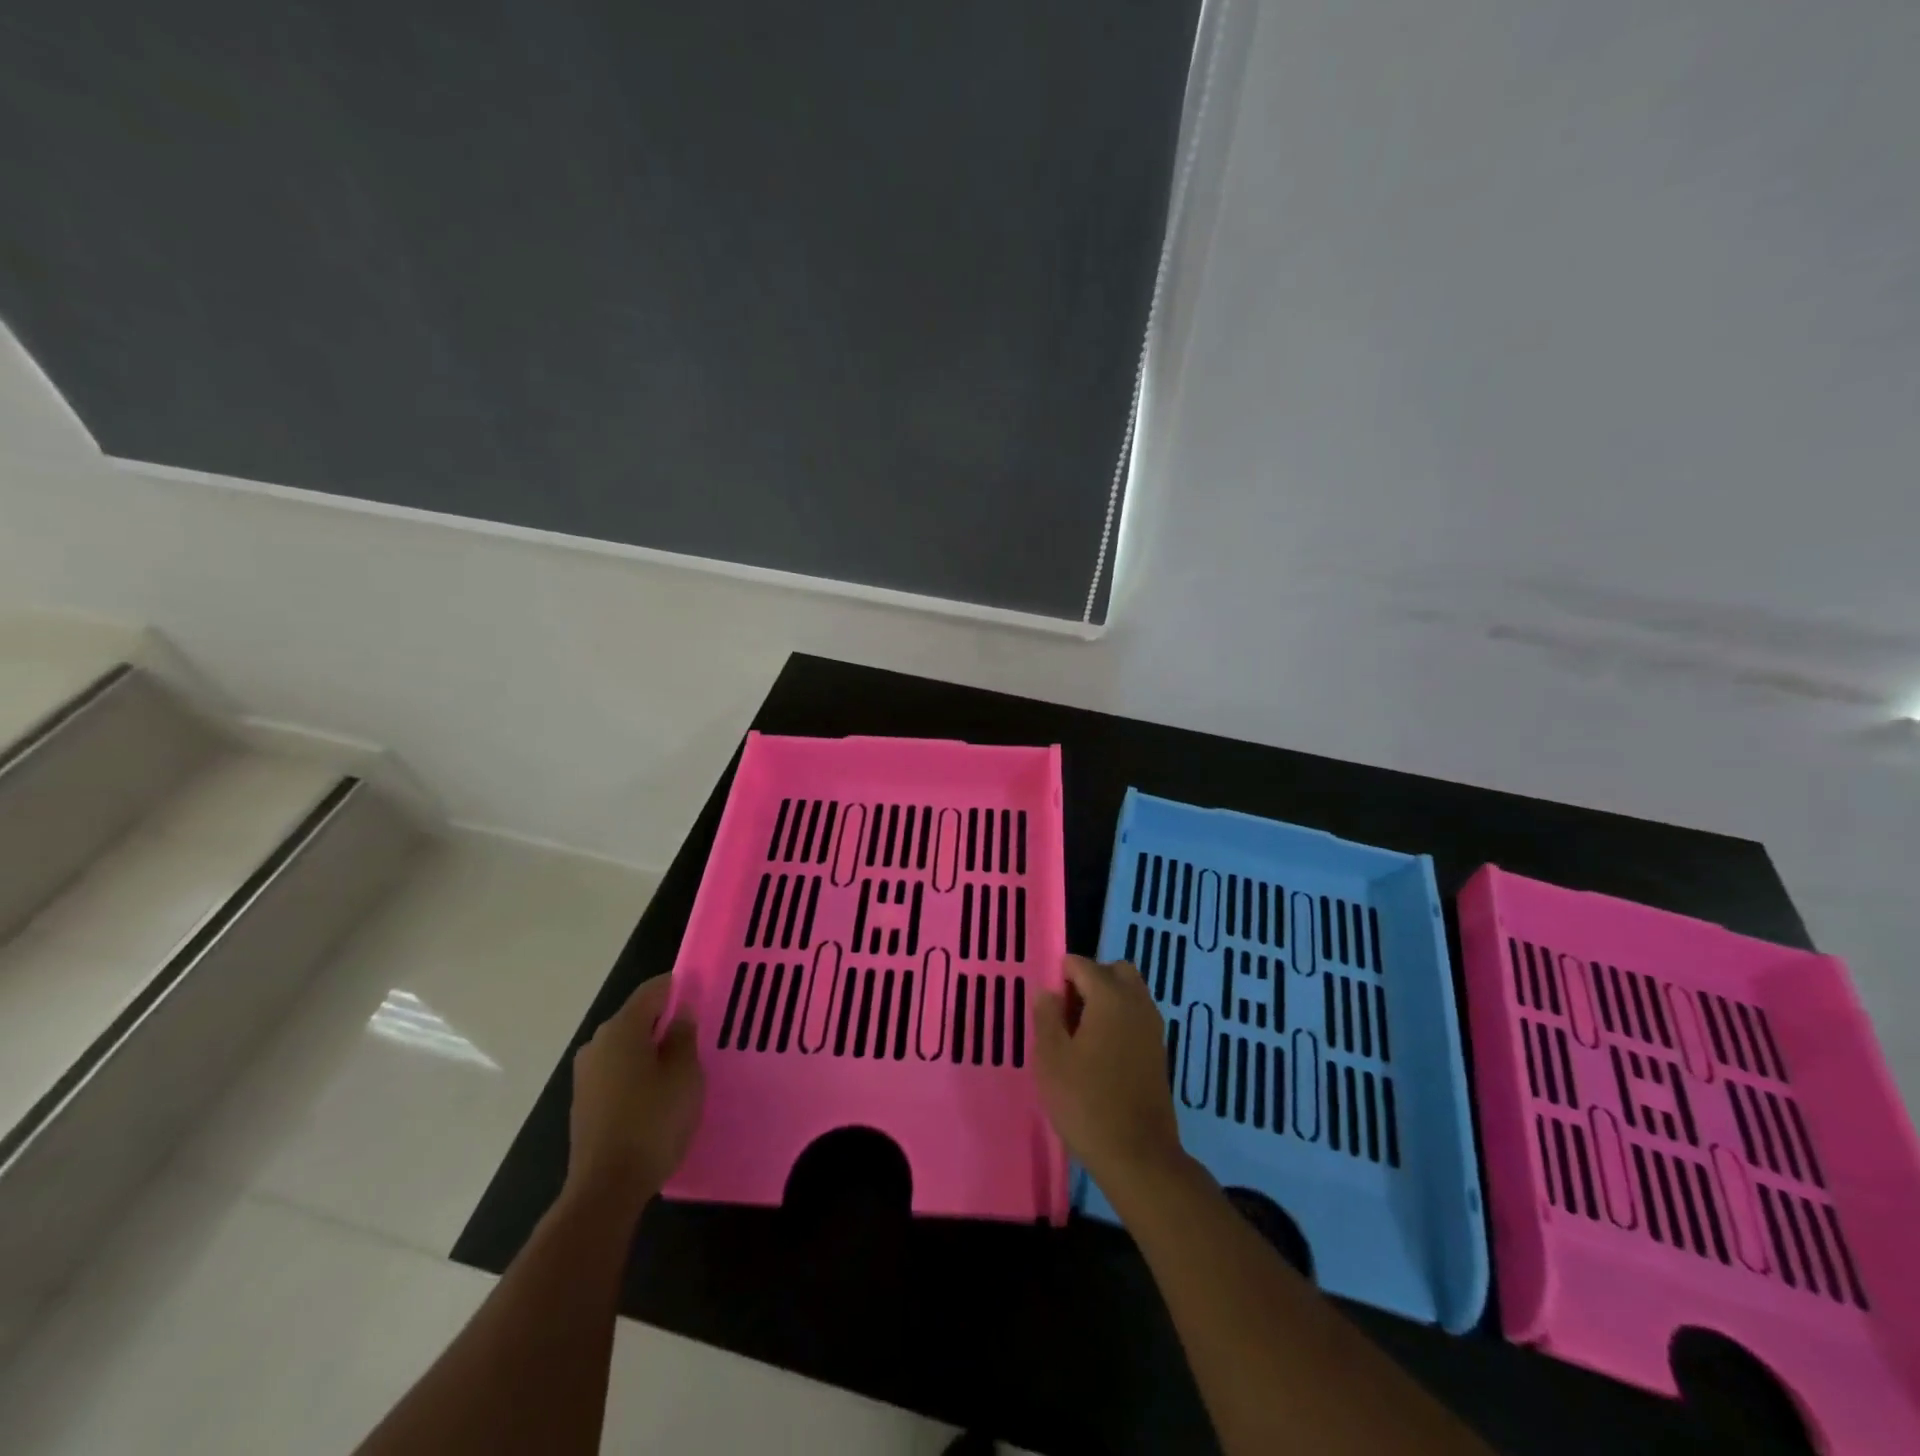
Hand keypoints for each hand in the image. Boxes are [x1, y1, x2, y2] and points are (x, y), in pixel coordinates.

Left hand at [565, 975, 703, 1212]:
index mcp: (620, 1029)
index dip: (680, 987)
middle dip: (667, 1021)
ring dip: (652, 1049)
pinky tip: (659, 1093)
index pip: (653, 990)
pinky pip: (618, 1071)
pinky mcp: (585, 1102)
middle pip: (637, 1017)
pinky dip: (639, 1072)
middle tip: (699, 1034)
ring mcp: (586, 1075)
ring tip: (683, 1066)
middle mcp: (597, 1044)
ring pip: (627, 1046)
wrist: (606, 1188)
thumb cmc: (652, 1122)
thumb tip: (680, 1012)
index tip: (704, 995)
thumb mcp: (684, 1074)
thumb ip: (683, 1036)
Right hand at [1033, 956, 1186, 1197]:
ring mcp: (1153, 1027)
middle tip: (1068, 1015)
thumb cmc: (1086, 1102)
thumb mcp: (1051, 1058)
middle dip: (1090, 981)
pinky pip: (1137, 1017)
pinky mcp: (1159, 1051)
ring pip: (1130, 993)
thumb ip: (1047, 1017)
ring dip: (1107, 1001)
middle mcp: (1137, 1003)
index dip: (1061, 979)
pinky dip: (1120, 1021)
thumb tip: (1049, 992)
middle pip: (1114, 971)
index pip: (1082, 964)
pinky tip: (1101, 1055)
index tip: (1048, 1009)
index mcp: (1110, 997)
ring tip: (1082, 1037)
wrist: (1138, 1155)